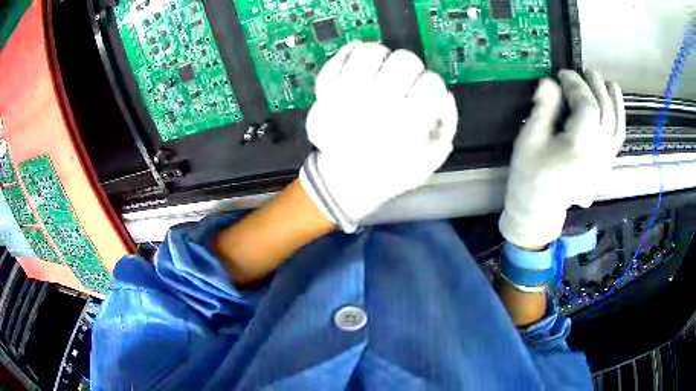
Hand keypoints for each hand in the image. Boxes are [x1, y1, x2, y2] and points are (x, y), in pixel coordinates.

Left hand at [300, 41, 457, 231]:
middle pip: (405, 60)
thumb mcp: (431, 159)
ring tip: (382, 69)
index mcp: (407, 124)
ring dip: (382, 57)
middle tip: (406, 80)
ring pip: (371, 52)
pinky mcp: (326, 93)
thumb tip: (445, 95)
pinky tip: (360, 60)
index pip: (431, 83)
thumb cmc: (392, 172)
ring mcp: (347, 96)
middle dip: (411, 68)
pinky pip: (337, 60)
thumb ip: (447, 126)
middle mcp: (378, 105)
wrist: (347, 182)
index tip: (427, 94)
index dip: (433, 86)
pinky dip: (349, 53)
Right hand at [499, 70, 625, 247]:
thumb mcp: (529, 140)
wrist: (540, 211)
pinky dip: (619, 120)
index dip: (576, 85)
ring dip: (615, 102)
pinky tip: (616, 108)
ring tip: (610, 84)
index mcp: (578, 148)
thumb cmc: (530, 176)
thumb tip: (550, 82)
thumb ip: (543, 109)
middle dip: (596, 87)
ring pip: (617, 127)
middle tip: (585, 72)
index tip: (562, 73)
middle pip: (605, 113)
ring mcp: (604, 161)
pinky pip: (618, 141)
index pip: (587, 107)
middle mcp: (597, 154)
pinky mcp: (605, 166)